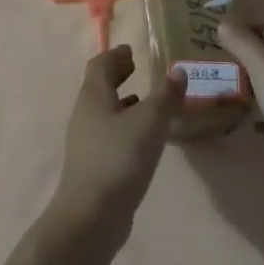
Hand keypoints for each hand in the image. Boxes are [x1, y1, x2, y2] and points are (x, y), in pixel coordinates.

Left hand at [48, 46, 186, 233]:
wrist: (92, 215)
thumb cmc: (119, 158)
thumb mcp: (150, 122)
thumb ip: (166, 95)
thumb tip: (178, 70)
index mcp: (93, 97)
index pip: (100, 65)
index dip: (116, 55)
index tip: (131, 49)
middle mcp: (85, 115)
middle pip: (99, 87)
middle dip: (118, 75)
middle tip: (138, 67)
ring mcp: (87, 142)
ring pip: (105, 111)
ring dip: (123, 101)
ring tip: (147, 99)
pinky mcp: (94, 164)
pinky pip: (110, 133)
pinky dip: (126, 125)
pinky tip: (145, 137)